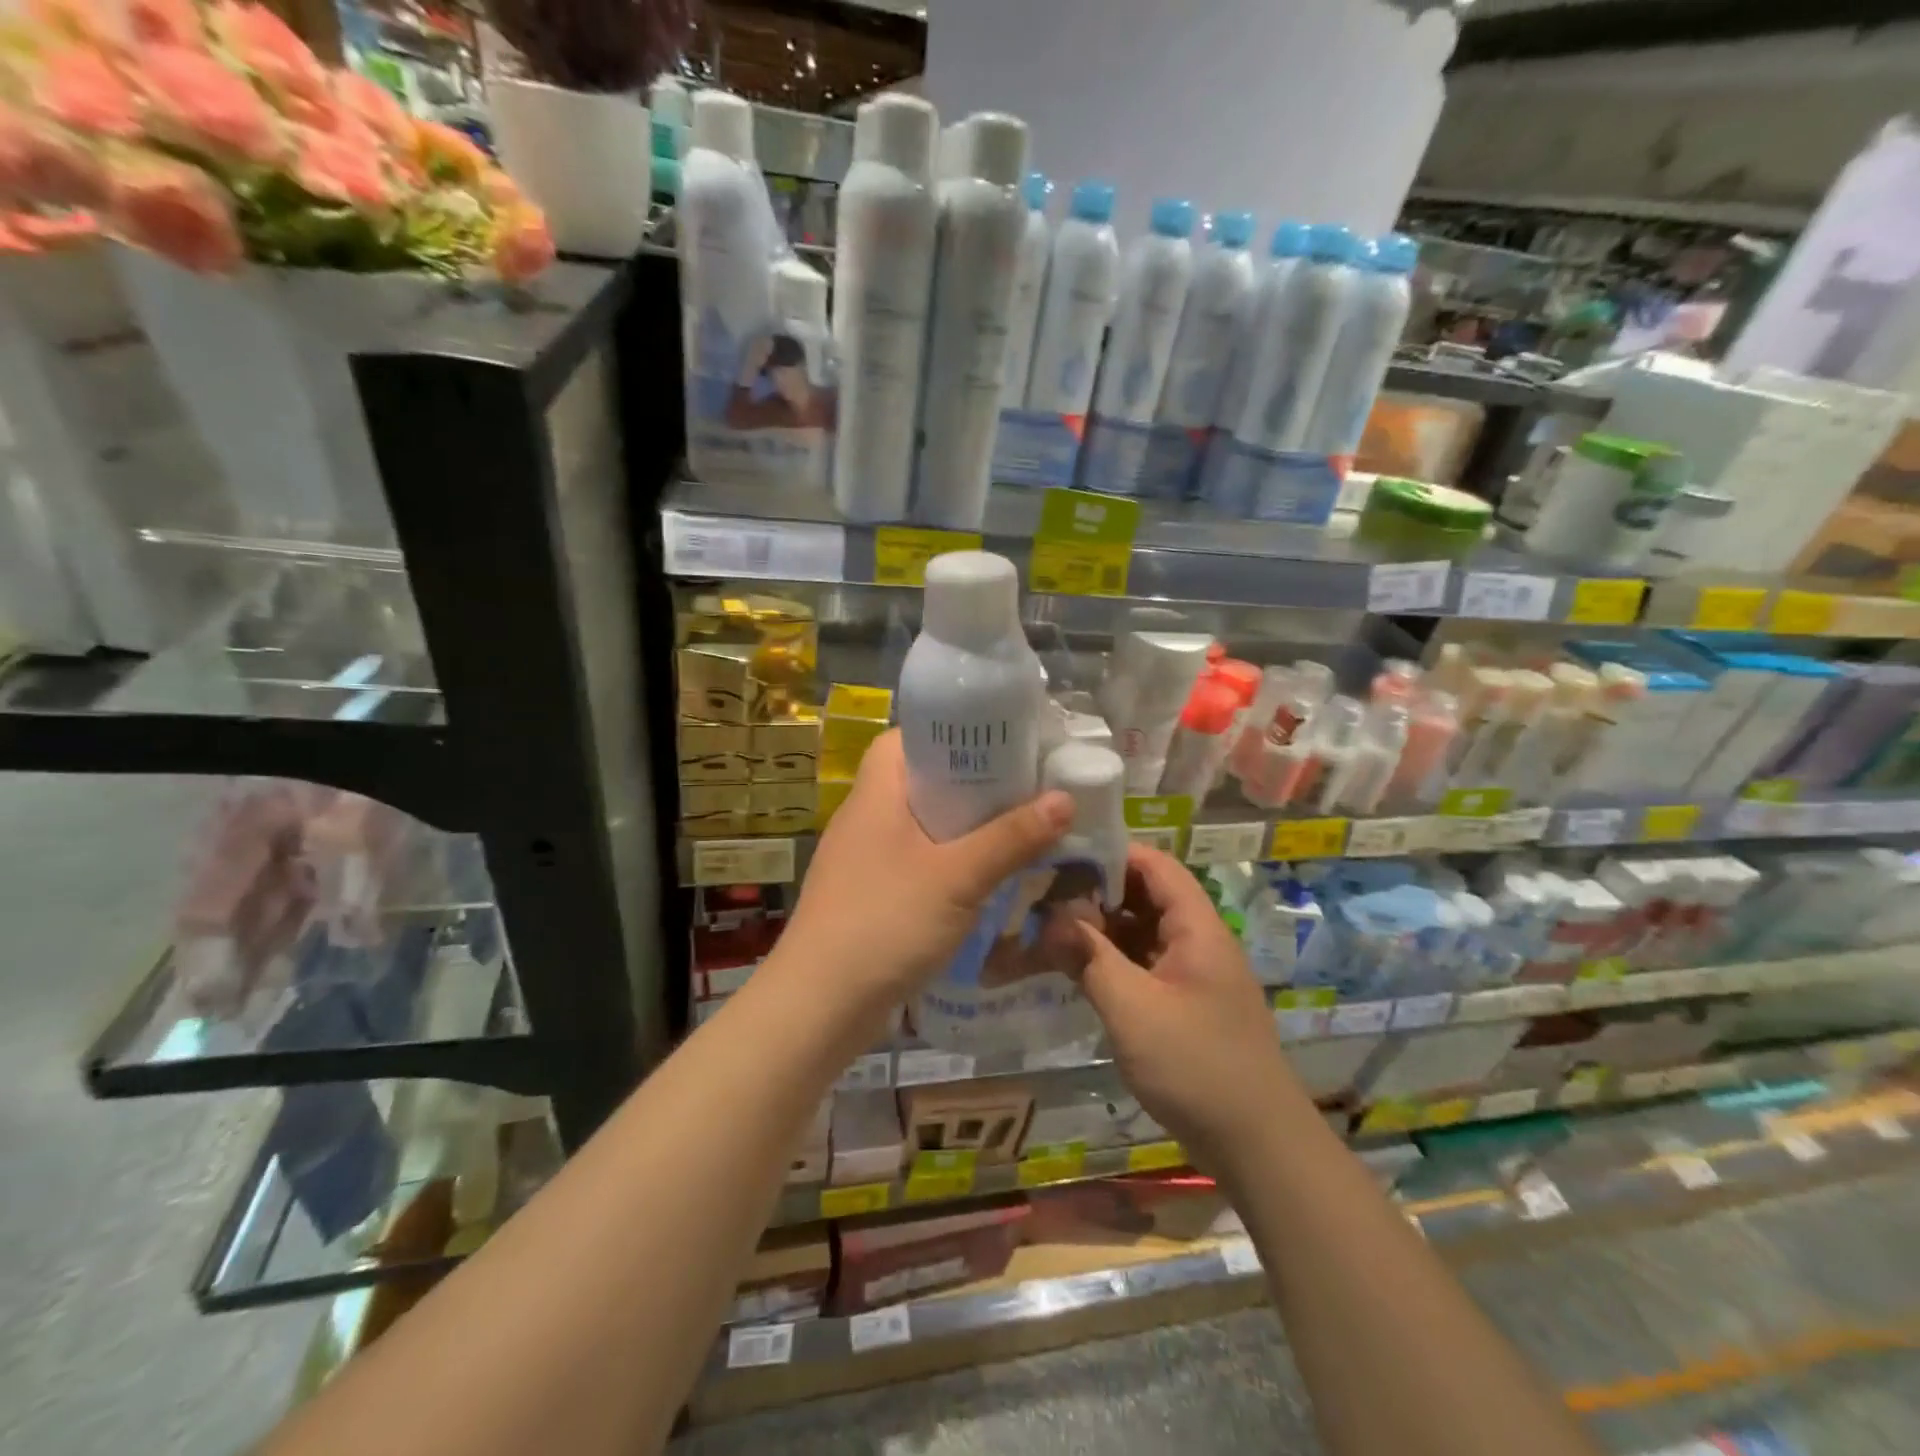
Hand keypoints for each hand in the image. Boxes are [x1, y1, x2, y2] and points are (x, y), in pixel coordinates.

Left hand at [774, 731, 1072, 1018]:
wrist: (819, 1005)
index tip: (999, 742)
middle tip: (1022, 788)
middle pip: (921, 781)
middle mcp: (865, 816)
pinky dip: (947, 863)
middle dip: (971, 785)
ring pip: (921, 825)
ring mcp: (862, 858)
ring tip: (1014, 830)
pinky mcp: (867, 894)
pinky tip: (982, 880)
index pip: (909, 737)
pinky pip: (915, 861)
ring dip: (963, 828)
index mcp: (876, 793)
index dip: (953, 733)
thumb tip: (1065, 798)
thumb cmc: (886, 922)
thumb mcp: (958, 877)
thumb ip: (1012, 838)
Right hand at [1077, 844, 1304, 1167]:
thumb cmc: (1196, 1067)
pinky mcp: (1184, 1004)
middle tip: (1042, 895)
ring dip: (1101, 928)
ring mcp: (1192, 974)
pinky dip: (1111, 960)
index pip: (1154, 865)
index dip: (1110, 853)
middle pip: (1145, 896)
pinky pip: (1143, 964)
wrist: (1258, 1147)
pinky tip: (1076, 967)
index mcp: (1197, 928)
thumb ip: (1089, 957)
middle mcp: (1198, 941)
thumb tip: (1049, 916)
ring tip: (1048, 927)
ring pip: (1141, 932)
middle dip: (1097, 891)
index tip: (1060, 856)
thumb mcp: (1133, 1010)